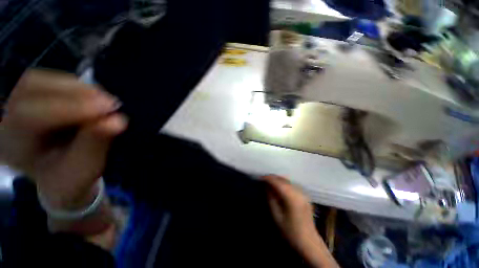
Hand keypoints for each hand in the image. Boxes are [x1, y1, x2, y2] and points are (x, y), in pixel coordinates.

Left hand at [0, 69, 126, 209]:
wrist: (59, 176)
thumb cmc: (70, 177)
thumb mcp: (84, 169)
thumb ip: (95, 145)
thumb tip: (116, 121)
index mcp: (13, 146)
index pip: (29, 116)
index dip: (70, 108)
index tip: (109, 109)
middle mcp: (7, 120)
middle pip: (30, 88)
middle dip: (74, 91)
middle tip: (110, 102)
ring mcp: (16, 105)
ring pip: (39, 80)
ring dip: (77, 87)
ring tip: (104, 100)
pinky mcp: (31, 98)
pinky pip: (49, 81)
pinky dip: (75, 86)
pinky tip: (93, 97)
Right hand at [263, 175, 338, 267]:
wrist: (308, 242)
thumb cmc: (290, 231)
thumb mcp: (276, 215)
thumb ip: (271, 198)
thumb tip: (266, 186)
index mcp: (292, 197)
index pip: (277, 182)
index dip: (268, 178)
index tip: (260, 177)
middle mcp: (298, 192)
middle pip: (283, 179)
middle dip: (272, 178)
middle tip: (263, 179)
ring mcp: (303, 193)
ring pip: (287, 181)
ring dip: (278, 180)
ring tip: (269, 182)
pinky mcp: (305, 195)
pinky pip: (291, 184)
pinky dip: (283, 183)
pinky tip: (279, 186)